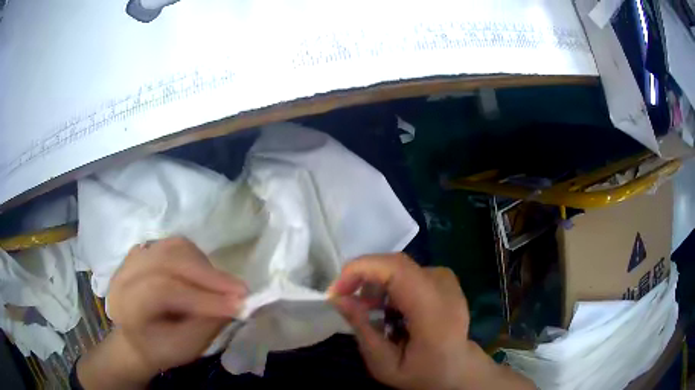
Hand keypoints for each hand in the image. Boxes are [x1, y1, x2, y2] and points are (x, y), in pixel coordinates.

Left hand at [78, 237, 246, 388]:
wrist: (138, 338)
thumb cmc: (160, 349)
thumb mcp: (184, 348)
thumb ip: (207, 325)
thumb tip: (236, 303)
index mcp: (126, 304)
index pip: (162, 289)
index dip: (201, 296)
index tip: (238, 305)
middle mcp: (125, 274)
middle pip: (168, 260)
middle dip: (208, 275)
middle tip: (240, 290)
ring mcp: (133, 258)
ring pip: (173, 247)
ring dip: (203, 264)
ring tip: (223, 285)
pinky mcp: (145, 251)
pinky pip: (173, 245)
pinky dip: (195, 257)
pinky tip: (205, 275)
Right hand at [329, 253, 534, 389]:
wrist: (456, 370)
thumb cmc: (421, 373)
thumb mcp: (384, 364)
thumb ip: (362, 329)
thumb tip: (338, 298)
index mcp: (434, 312)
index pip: (398, 270)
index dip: (362, 269)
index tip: (337, 291)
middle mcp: (445, 288)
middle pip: (396, 264)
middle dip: (363, 277)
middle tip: (348, 303)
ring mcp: (448, 280)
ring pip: (400, 268)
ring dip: (377, 284)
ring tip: (370, 312)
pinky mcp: (445, 279)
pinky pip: (409, 272)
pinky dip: (390, 286)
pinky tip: (389, 309)